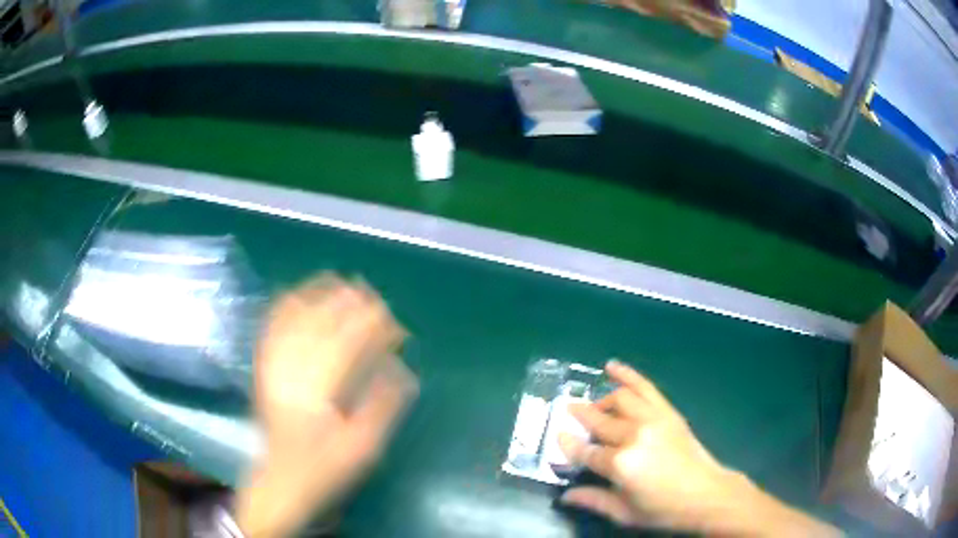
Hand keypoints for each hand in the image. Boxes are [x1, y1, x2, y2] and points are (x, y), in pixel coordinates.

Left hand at [238, 275, 417, 536]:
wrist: (280, 481)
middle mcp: (289, 373)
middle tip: (374, 296)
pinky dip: (284, 306)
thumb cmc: (324, 469)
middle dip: (348, 305)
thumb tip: (400, 367)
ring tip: (341, 283)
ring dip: (317, 296)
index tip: (394, 322)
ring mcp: (271, 368)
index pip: (346, 346)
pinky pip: (270, 328)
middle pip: (319, 325)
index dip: (372, 327)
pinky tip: (298, 293)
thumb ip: (382, 406)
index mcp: (316, 395)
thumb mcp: (363, 449)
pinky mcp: (262, 369)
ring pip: (293, 320)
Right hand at [559, 361, 840, 536]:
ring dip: (601, 401)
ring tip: (595, 408)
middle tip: (568, 414)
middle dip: (579, 416)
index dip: (568, 444)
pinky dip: (627, 374)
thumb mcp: (624, 513)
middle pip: (597, 421)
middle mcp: (632, 435)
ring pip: (618, 400)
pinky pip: (644, 387)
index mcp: (619, 464)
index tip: (558, 436)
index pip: (583, 450)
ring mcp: (652, 419)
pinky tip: (612, 366)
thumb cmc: (663, 509)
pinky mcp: (667, 412)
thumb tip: (564, 495)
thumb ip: (593, 500)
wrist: (706, 494)